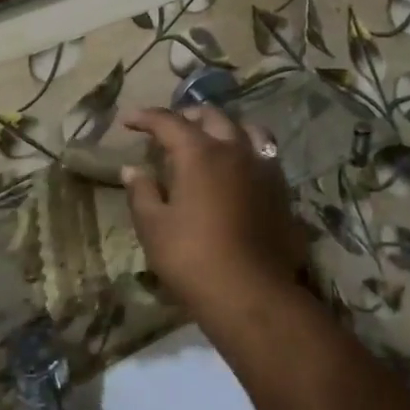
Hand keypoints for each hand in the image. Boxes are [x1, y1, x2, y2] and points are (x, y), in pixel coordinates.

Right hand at [120, 107, 308, 326]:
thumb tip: (132, 170)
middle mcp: (234, 149)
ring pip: (246, 130)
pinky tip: (239, 169)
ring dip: (224, 127)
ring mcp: (263, 168)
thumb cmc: (192, 257)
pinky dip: (247, 150)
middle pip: (211, 116)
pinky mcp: (281, 190)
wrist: (251, 293)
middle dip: (187, 116)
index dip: (145, 117)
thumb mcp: (153, 227)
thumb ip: (141, 192)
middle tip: (169, 128)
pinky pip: (264, 155)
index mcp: (199, 153)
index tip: (128, 121)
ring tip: (211, 139)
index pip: (168, 121)